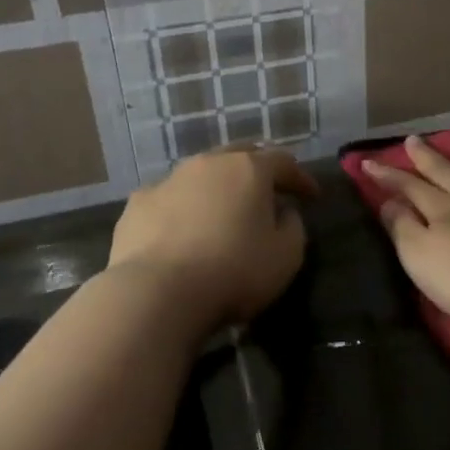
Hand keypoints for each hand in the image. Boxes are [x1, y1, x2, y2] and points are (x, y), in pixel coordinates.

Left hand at [107, 146, 317, 338]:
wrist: (155, 294)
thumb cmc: (233, 271)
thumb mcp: (287, 256)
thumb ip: (293, 226)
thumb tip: (283, 212)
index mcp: (249, 169)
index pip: (284, 162)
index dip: (301, 178)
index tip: (312, 196)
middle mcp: (208, 164)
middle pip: (240, 155)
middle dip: (258, 169)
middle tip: (268, 191)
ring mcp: (168, 181)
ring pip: (201, 173)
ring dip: (217, 186)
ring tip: (224, 209)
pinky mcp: (137, 205)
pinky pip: (169, 198)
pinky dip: (182, 207)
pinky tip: (182, 229)